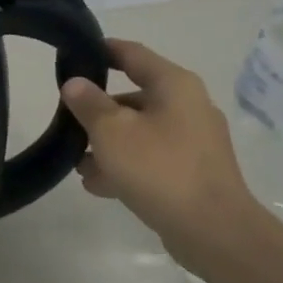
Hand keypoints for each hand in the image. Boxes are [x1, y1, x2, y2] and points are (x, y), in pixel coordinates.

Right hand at [61, 39, 267, 269]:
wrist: (214, 231)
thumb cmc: (160, 169)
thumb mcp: (112, 132)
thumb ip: (89, 104)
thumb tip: (75, 83)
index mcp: (174, 85)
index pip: (133, 54)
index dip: (103, 50)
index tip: (75, 53)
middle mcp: (188, 106)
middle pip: (134, 98)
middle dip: (98, 112)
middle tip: (68, 123)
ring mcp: (194, 142)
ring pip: (140, 132)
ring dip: (108, 145)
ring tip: (78, 164)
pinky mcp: (193, 172)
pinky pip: (151, 159)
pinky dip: (126, 166)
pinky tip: (98, 185)